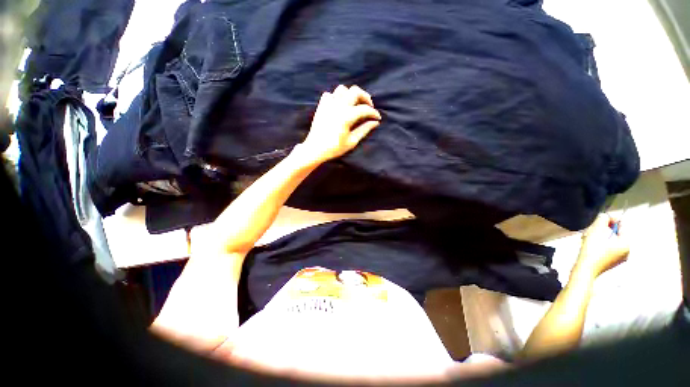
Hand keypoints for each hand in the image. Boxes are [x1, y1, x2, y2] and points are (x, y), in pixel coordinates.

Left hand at [300, 85, 380, 163]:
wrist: (315, 149)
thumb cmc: (334, 148)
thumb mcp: (352, 141)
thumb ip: (364, 130)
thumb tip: (375, 122)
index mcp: (347, 116)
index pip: (365, 109)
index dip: (374, 113)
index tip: (377, 118)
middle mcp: (338, 106)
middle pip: (355, 91)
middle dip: (365, 97)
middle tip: (368, 106)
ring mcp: (328, 104)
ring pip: (342, 89)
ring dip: (351, 95)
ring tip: (354, 104)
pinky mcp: (321, 106)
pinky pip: (330, 94)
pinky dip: (337, 97)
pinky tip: (339, 106)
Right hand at [576, 214, 629, 276]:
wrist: (585, 269)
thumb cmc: (592, 251)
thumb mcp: (595, 232)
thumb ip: (602, 221)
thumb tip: (605, 216)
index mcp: (626, 244)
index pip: (622, 226)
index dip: (612, 220)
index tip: (601, 218)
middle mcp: (626, 251)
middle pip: (616, 234)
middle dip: (604, 230)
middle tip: (592, 230)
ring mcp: (619, 259)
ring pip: (611, 241)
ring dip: (601, 237)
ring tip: (589, 238)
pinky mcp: (611, 263)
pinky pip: (608, 249)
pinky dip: (600, 245)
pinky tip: (590, 246)